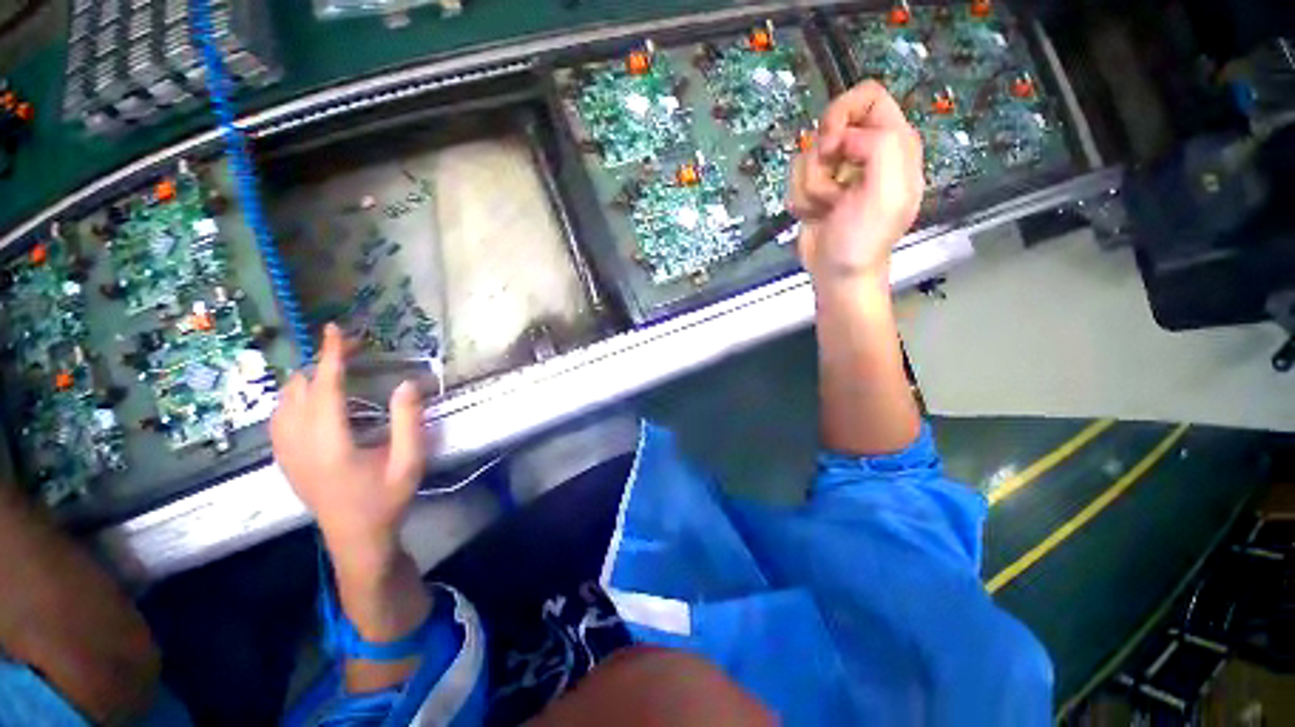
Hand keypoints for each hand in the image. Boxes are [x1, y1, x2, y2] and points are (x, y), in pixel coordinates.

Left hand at [270, 323, 425, 571]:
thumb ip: (409, 420)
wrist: (355, 538)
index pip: (325, 387)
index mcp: (330, 443)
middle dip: (323, 363)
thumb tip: (406, 382)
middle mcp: (299, 443)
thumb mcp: (409, 461)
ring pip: (283, 401)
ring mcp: (286, 453)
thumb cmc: (386, 499)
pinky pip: (278, 416)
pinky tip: (314, 399)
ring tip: (336, 370)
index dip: (331, 355)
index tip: (335, 328)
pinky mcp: (284, 460)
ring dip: (308, 379)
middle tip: (353, 350)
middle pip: (300, 388)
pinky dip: (295, 397)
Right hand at [789, 81, 924, 284]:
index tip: (832, 144)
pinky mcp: (815, 188)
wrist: (837, 273)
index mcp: (893, 143)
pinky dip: (801, 199)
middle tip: (830, 183)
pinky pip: (796, 177)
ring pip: (808, 154)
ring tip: (828, 208)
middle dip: (822, 156)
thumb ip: (879, 147)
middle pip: (830, 121)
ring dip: (811, 186)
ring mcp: (837, 171)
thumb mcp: (887, 192)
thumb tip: (843, 138)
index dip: (844, 113)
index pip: (868, 96)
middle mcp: (864, 151)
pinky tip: (816, 215)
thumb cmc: (864, 238)